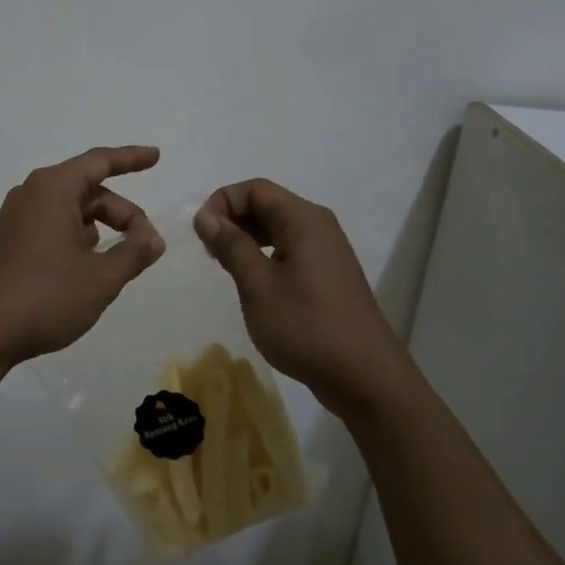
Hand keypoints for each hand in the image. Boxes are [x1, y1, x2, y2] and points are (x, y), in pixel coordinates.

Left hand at [0, 145, 165, 368]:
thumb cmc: (46, 298)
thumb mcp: (101, 278)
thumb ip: (133, 252)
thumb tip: (153, 238)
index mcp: (52, 189)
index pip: (99, 162)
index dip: (130, 159)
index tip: (156, 156)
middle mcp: (27, 195)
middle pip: (85, 191)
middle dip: (119, 213)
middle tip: (143, 247)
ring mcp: (8, 219)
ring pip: (62, 211)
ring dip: (91, 228)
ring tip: (109, 262)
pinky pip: (37, 228)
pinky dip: (59, 237)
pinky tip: (61, 255)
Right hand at [194, 178, 403, 416]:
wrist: (364, 376)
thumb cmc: (306, 326)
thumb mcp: (258, 285)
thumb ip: (231, 245)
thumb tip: (207, 217)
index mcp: (303, 219)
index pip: (255, 189)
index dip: (222, 202)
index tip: (201, 233)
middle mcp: (318, 226)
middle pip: (268, 204)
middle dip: (233, 218)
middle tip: (208, 251)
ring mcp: (327, 251)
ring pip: (278, 228)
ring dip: (246, 237)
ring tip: (224, 265)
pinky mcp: (328, 274)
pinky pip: (290, 248)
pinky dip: (265, 254)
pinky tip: (252, 281)